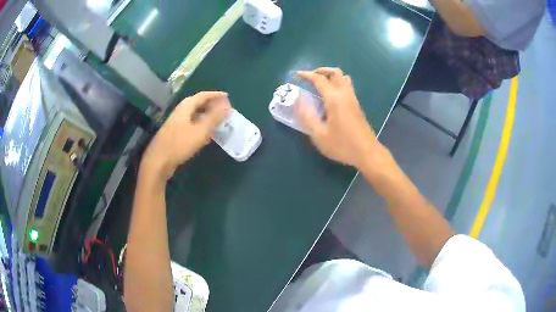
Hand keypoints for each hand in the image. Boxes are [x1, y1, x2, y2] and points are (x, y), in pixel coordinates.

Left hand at [142, 92, 230, 180]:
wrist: (158, 161)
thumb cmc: (180, 144)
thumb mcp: (200, 131)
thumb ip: (214, 118)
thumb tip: (227, 106)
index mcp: (186, 107)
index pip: (203, 96)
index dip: (215, 95)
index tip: (227, 96)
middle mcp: (180, 112)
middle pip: (197, 104)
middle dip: (211, 104)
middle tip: (223, 109)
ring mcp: (176, 123)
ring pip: (194, 115)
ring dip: (206, 115)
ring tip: (217, 120)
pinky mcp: (175, 133)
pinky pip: (191, 124)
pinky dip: (200, 125)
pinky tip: (205, 134)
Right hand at [296, 67, 389, 170]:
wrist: (367, 153)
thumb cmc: (342, 145)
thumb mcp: (319, 135)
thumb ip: (307, 116)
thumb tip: (299, 99)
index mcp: (334, 99)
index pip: (319, 79)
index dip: (307, 75)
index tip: (297, 75)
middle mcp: (345, 94)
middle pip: (335, 72)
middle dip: (321, 70)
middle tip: (310, 77)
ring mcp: (353, 99)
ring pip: (343, 77)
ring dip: (331, 76)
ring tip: (320, 84)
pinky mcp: (357, 105)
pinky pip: (347, 86)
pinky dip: (337, 83)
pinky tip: (330, 96)